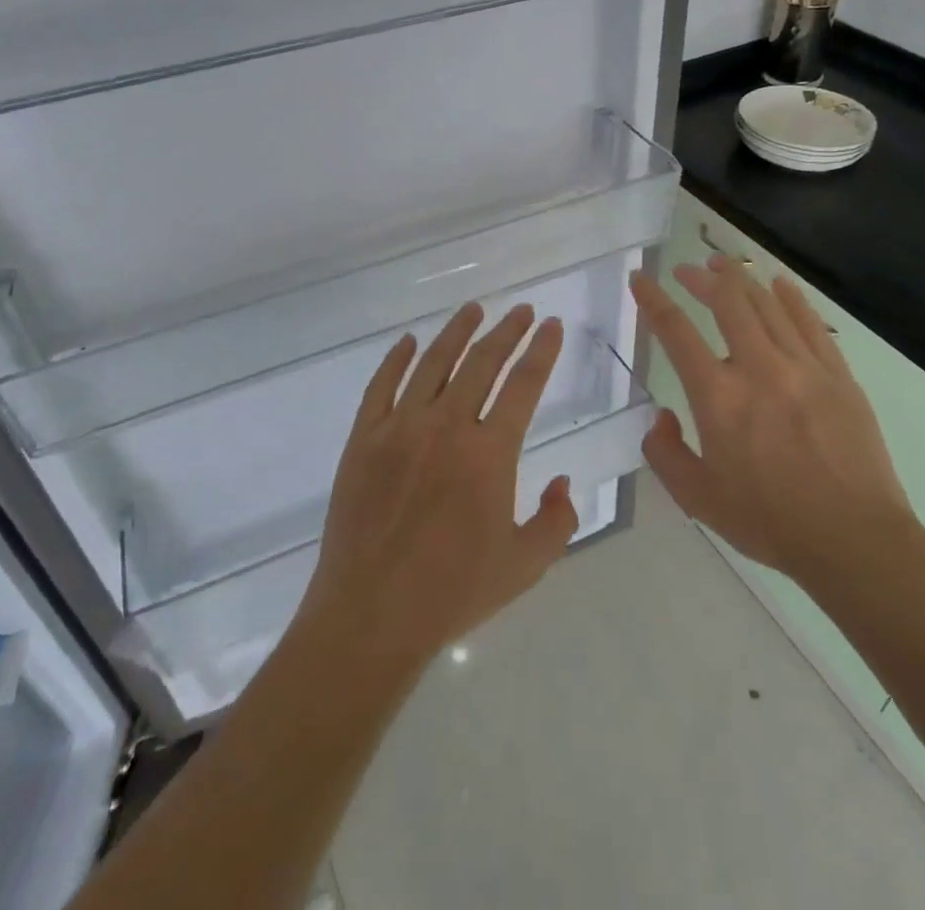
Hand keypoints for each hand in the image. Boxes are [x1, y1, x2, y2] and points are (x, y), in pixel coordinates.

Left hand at [299, 301, 579, 670]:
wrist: (372, 614)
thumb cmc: (453, 592)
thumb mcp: (525, 565)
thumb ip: (557, 520)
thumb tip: (561, 481)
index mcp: (489, 453)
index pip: (524, 384)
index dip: (541, 350)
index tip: (551, 325)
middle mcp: (446, 426)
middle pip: (482, 362)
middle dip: (507, 331)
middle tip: (521, 311)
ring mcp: (399, 428)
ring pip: (433, 363)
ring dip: (456, 332)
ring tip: (473, 310)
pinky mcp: (363, 438)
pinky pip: (381, 385)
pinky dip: (395, 359)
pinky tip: (407, 341)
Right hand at [630, 254, 918, 594]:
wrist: (855, 540)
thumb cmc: (770, 521)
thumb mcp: (697, 499)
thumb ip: (665, 453)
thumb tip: (662, 417)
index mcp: (719, 397)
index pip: (676, 332)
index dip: (653, 300)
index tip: (640, 279)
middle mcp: (759, 368)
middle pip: (727, 301)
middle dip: (701, 277)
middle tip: (686, 270)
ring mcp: (804, 367)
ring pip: (767, 304)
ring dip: (740, 279)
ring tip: (723, 265)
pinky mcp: (838, 375)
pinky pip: (809, 323)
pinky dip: (789, 298)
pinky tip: (778, 284)